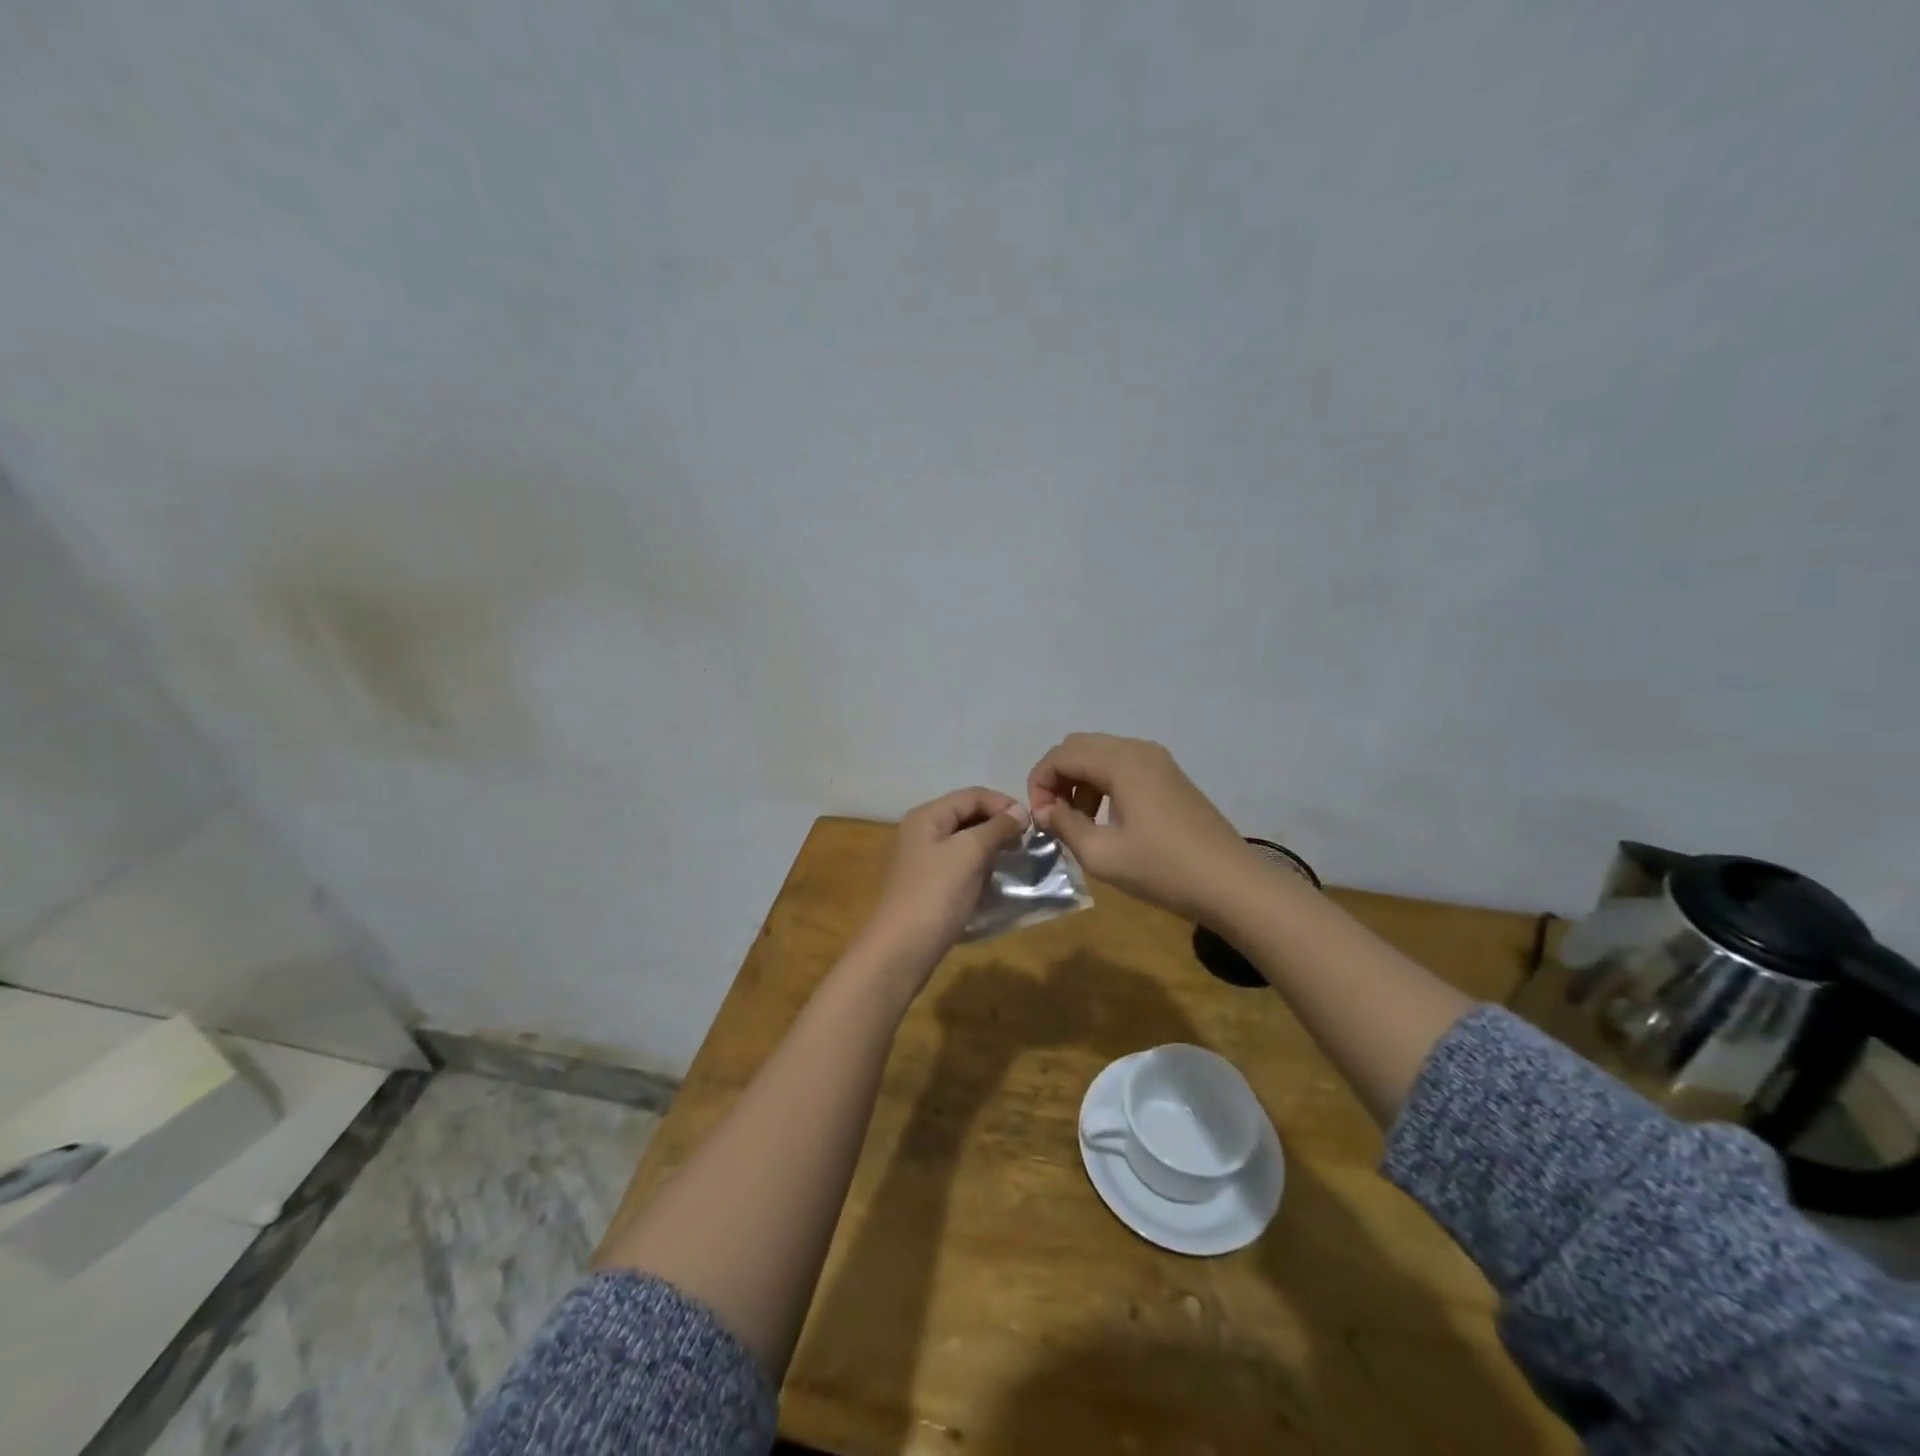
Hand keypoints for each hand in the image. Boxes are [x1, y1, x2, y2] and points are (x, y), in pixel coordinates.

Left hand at [857, 787, 1028, 981]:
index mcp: (927, 816)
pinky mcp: (928, 884)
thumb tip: (1019, 812)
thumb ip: (996, 828)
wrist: (902, 950)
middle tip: (1026, 843)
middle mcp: (921, 831)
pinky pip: (959, 864)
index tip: (1032, 824)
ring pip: (964, 841)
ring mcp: (923, 859)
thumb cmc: (936, 895)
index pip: (972, 795)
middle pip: (967, 815)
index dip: (1003, 804)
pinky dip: (980, 866)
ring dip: (991, 846)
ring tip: (1015, 860)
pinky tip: (995, 880)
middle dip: (998, 824)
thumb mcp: (969, 853)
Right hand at [1027, 733, 1252, 924]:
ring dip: (1079, 781)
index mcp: (1120, 762)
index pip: (1060, 755)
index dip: (1038, 784)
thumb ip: (1065, 826)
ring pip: (1101, 755)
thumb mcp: (1102, 855)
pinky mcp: (1170, 777)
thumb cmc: (1163, 869)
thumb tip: (1044, 811)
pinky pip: (1123, 766)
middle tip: (1053, 817)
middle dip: (1057, 778)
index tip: (1039, 820)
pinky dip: (1103, 784)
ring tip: (1079, 823)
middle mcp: (1138, 750)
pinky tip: (1108, 820)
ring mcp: (1158, 761)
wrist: (1231, 884)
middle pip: (1079, 747)